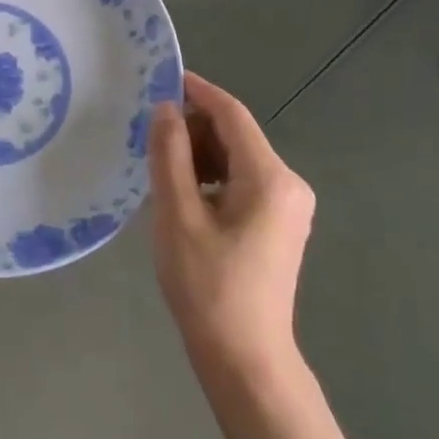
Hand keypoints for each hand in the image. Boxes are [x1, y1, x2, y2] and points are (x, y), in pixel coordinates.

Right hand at [148, 71, 315, 383]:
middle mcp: (288, 183)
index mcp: (270, 177)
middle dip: (194, 127)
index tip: (162, 78)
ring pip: (238, 158)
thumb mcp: (177, 214)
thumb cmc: (208, 286)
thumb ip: (170, 154)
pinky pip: (243, 181)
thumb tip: (166, 109)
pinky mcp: (279, 225)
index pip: (232, 114)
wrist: (245, 360)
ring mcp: (288, 206)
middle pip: (237, 135)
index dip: (198, 91)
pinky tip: (183, 193)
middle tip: (150, 134)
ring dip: (200, 153)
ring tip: (161, 166)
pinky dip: (212, 176)